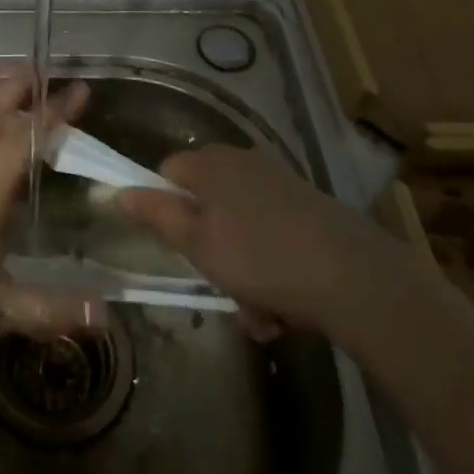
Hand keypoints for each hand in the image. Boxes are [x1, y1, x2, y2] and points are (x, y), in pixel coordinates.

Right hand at [116, 144, 374, 337]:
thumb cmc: (261, 258)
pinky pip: (273, 237)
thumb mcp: (197, 243)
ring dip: (242, 270)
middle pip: (206, 204)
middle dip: (209, 250)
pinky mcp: (310, 208)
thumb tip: (117, 191)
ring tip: (260, 311)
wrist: (356, 278)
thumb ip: (155, 214)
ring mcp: (280, 184)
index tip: (176, 247)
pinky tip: (286, 306)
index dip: (164, 209)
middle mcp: (244, 162)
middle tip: (219, 287)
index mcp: (211, 164)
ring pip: (240, 229)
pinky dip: (272, 269)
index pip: (167, 173)